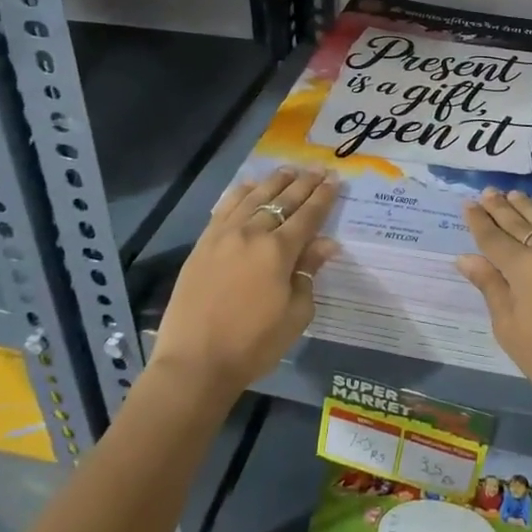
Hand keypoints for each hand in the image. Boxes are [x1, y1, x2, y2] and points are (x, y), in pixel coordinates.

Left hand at [154, 167, 339, 394]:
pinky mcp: (203, 243)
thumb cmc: (253, 344)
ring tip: (289, 170)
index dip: (324, 197)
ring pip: (254, 197)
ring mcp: (224, 235)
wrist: (195, 362)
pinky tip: (249, 186)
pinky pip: (225, 207)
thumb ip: (309, 273)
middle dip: (304, 183)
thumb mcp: (295, 314)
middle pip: (283, 200)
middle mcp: (252, 233)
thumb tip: (326, 244)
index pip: (308, 215)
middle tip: (319, 169)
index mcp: (279, 251)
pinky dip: (241, 192)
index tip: (335, 180)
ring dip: (274, 181)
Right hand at [458, 189, 531, 419]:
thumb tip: (465, 258)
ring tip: (515, 196)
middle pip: (521, 222)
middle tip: (488, 192)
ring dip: (529, 207)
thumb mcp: (510, 329)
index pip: (494, 237)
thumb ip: (490, 287)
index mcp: (525, 267)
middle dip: (501, 207)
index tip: (468, 204)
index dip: (479, 221)